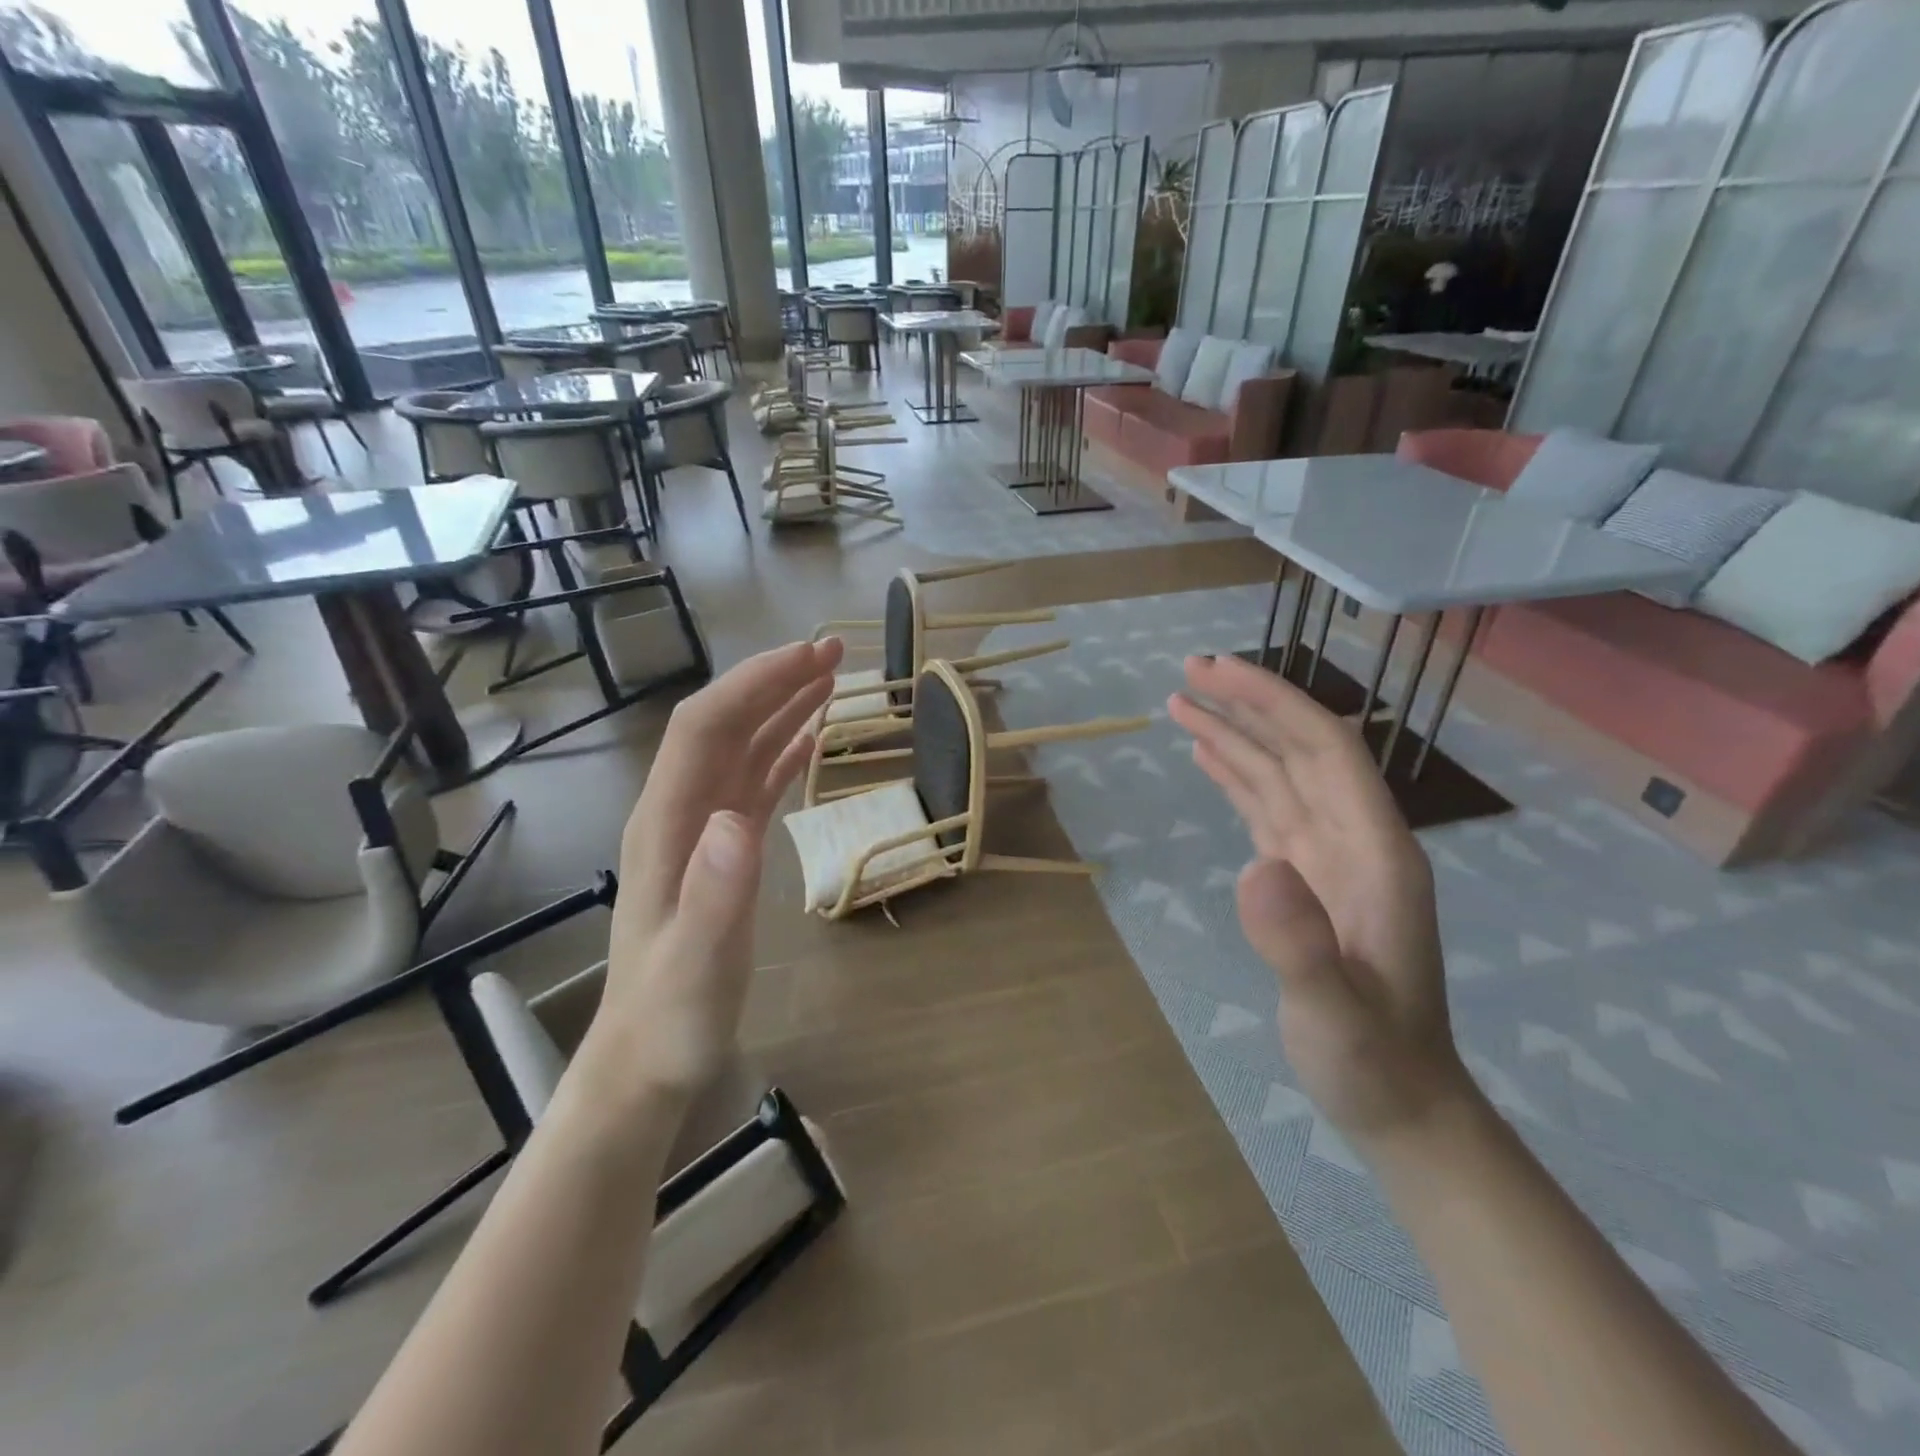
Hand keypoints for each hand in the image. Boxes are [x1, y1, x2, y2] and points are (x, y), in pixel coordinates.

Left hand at [591, 638, 842, 1097]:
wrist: (648, 1059)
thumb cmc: (673, 1017)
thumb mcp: (697, 964)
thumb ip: (716, 893)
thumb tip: (737, 818)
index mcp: (665, 824)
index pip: (704, 729)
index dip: (754, 684)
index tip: (809, 657)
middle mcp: (679, 813)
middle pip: (723, 725)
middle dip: (773, 681)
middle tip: (835, 653)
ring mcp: (700, 831)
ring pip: (741, 749)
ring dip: (782, 709)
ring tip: (831, 680)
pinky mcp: (721, 851)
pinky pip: (753, 784)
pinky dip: (783, 752)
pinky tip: (810, 740)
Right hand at [1168, 653, 1473, 1149]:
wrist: (1400, 1103)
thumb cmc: (1373, 1062)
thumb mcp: (1336, 1015)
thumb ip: (1302, 946)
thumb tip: (1255, 867)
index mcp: (1375, 850)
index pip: (1324, 750)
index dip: (1272, 703)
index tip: (1217, 673)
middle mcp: (1355, 839)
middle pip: (1300, 749)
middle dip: (1248, 704)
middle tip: (1187, 671)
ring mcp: (1329, 858)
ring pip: (1279, 775)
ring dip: (1235, 735)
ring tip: (1181, 703)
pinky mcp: (1305, 878)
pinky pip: (1267, 809)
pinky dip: (1237, 776)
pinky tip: (1209, 757)